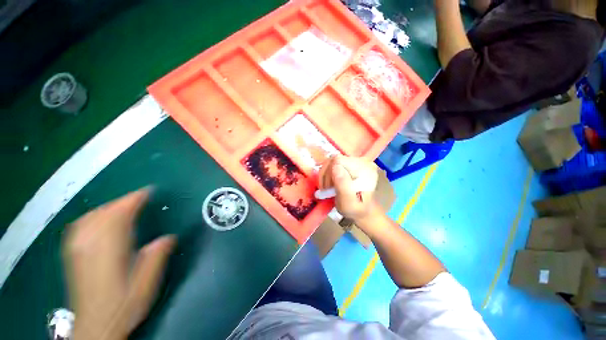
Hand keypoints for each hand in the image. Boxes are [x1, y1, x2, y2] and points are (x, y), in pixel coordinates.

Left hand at [63, 188, 175, 339]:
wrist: (95, 323)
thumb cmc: (122, 307)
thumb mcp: (145, 288)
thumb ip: (155, 259)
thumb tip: (169, 238)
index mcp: (111, 242)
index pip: (124, 209)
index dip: (136, 198)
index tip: (147, 193)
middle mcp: (91, 233)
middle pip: (109, 208)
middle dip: (123, 205)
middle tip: (135, 209)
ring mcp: (77, 237)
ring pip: (95, 212)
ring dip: (109, 211)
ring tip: (119, 219)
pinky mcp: (70, 244)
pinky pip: (83, 220)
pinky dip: (94, 218)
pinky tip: (99, 228)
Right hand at [318, 156, 378, 220]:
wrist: (364, 210)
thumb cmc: (356, 210)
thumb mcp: (349, 204)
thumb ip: (343, 187)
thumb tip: (335, 167)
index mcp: (366, 169)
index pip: (338, 161)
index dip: (328, 174)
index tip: (328, 188)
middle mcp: (364, 161)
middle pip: (335, 159)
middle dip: (326, 174)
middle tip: (327, 189)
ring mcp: (358, 160)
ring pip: (333, 160)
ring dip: (327, 174)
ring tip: (329, 187)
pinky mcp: (353, 162)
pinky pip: (336, 163)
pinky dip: (330, 173)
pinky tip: (332, 183)